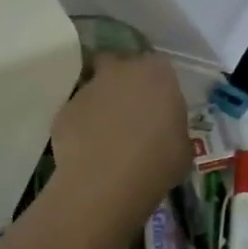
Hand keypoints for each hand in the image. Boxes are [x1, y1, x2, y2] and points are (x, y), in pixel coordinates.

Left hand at [50, 53, 190, 219]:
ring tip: (108, 137)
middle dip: (124, 82)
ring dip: (101, 104)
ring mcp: (88, 88)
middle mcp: (120, 71)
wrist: (105, 183)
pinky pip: (77, 113)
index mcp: (156, 73)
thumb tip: (164, 129)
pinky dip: (82, 126)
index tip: (159, 104)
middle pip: (120, 65)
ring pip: (96, 88)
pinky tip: (88, 151)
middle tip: (131, 111)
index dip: (158, 84)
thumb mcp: (183, 147)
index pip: (159, 66)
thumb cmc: (156, 163)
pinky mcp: (64, 110)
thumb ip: (173, 126)